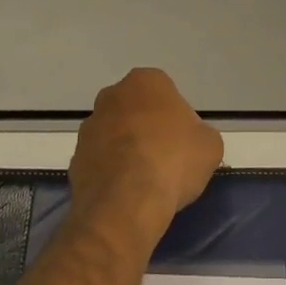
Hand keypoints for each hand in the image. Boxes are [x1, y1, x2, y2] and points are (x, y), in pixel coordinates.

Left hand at [68, 69, 222, 247]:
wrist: (125, 203)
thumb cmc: (173, 161)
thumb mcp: (210, 146)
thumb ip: (201, 134)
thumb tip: (192, 142)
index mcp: (146, 81)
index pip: (166, 93)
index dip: (177, 118)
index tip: (185, 142)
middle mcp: (111, 95)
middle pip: (136, 110)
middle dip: (148, 128)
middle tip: (167, 157)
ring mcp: (89, 126)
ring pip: (115, 134)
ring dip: (127, 149)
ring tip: (146, 180)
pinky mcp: (75, 157)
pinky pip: (101, 160)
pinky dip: (112, 171)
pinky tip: (127, 192)